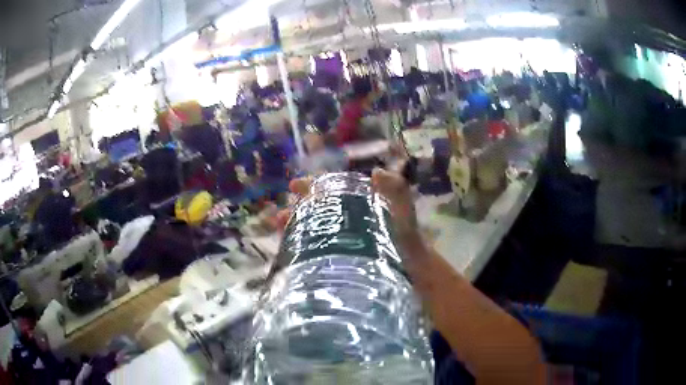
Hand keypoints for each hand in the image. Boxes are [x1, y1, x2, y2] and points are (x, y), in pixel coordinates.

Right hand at [277, 170, 424, 254]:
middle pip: (314, 209)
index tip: (293, 186)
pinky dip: (298, 246)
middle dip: (295, 208)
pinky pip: (313, 249)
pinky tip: (287, 249)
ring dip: (293, 226)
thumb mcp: (402, 208)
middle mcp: (344, 218)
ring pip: (310, 227)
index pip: (328, 190)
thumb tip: (376, 171)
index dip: (310, 186)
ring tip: (279, 227)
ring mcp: (339, 238)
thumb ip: (395, 188)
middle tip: (280, 214)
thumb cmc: (405, 235)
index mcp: (355, 202)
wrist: (410, 266)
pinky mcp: (337, 257)